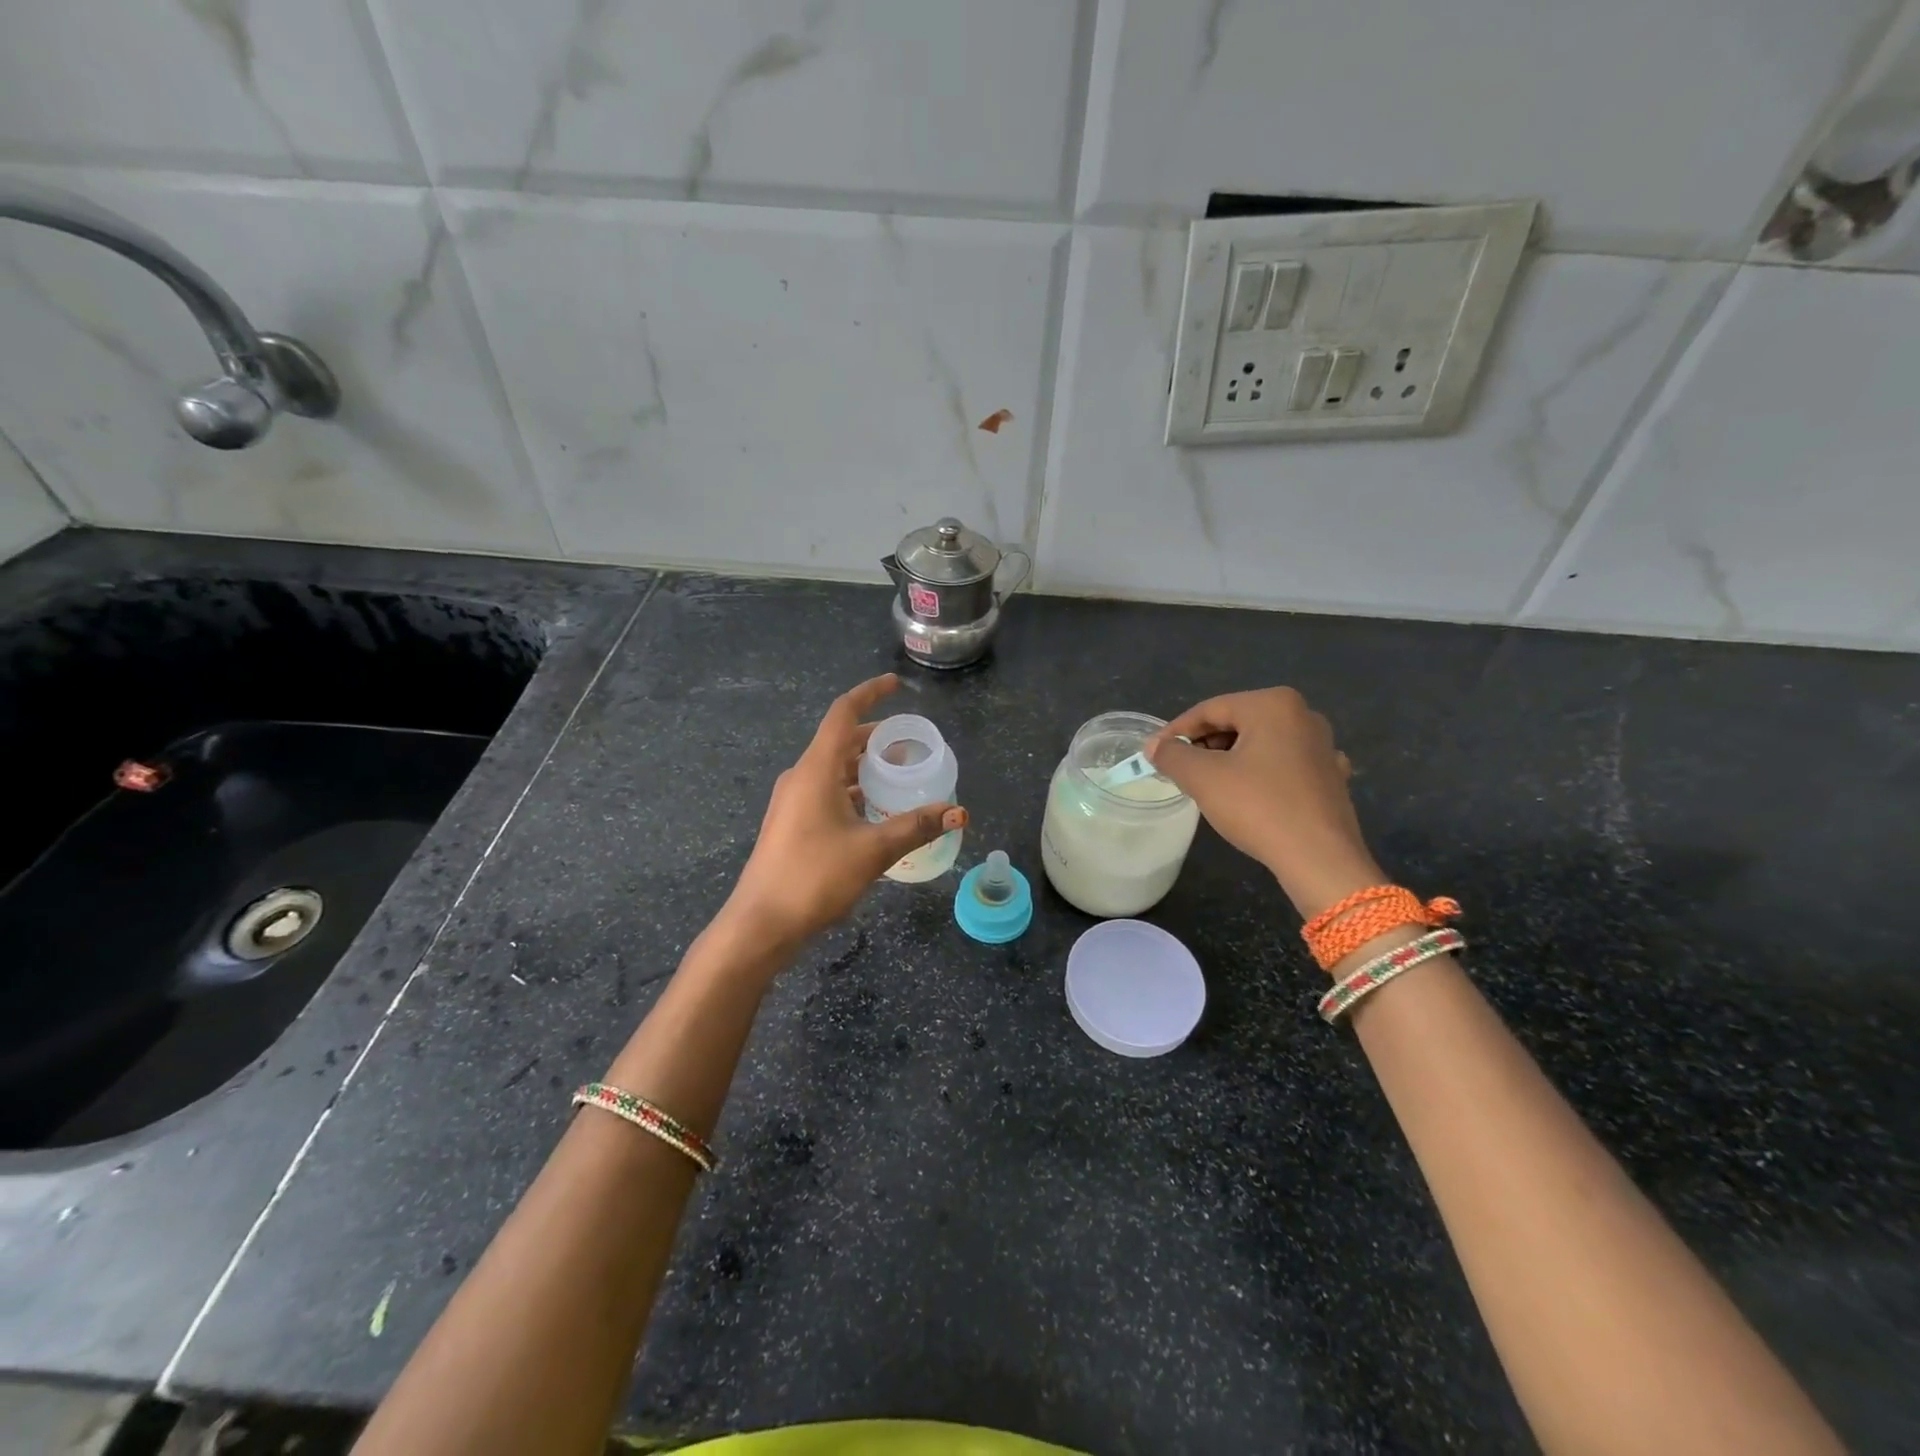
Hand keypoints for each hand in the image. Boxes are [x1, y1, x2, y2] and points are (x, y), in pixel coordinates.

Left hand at [725, 674, 966, 946]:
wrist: (761, 923)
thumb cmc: (814, 877)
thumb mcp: (872, 850)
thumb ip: (916, 827)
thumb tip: (958, 812)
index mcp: (815, 770)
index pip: (843, 715)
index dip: (869, 694)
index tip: (895, 686)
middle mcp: (801, 777)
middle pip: (841, 742)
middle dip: (876, 738)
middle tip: (911, 744)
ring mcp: (792, 801)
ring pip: (834, 770)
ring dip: (865, 767)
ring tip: (899, 776)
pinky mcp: (792, 824)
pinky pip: (826, 792)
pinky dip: (853, 791)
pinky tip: (875, 812)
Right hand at [1146, 687, 1379, 917]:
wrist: (1320, 859)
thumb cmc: (1258, 807)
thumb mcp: (1202, 778)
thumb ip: (1172, 755)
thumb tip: (1155, 746)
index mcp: (1272, 704)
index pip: (1209, 709)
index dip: (1176, 731)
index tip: (1154, 754)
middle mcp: (1303, 715)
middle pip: (1236, 723)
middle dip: (1203, 746)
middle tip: (1178, 771)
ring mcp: (1322, 746)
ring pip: (1259, 744)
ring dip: (1228, 761)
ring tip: (1206, 786)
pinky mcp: (1331, 776)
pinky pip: (1283, 766)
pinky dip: (1259, 775)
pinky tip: (1248, 796)